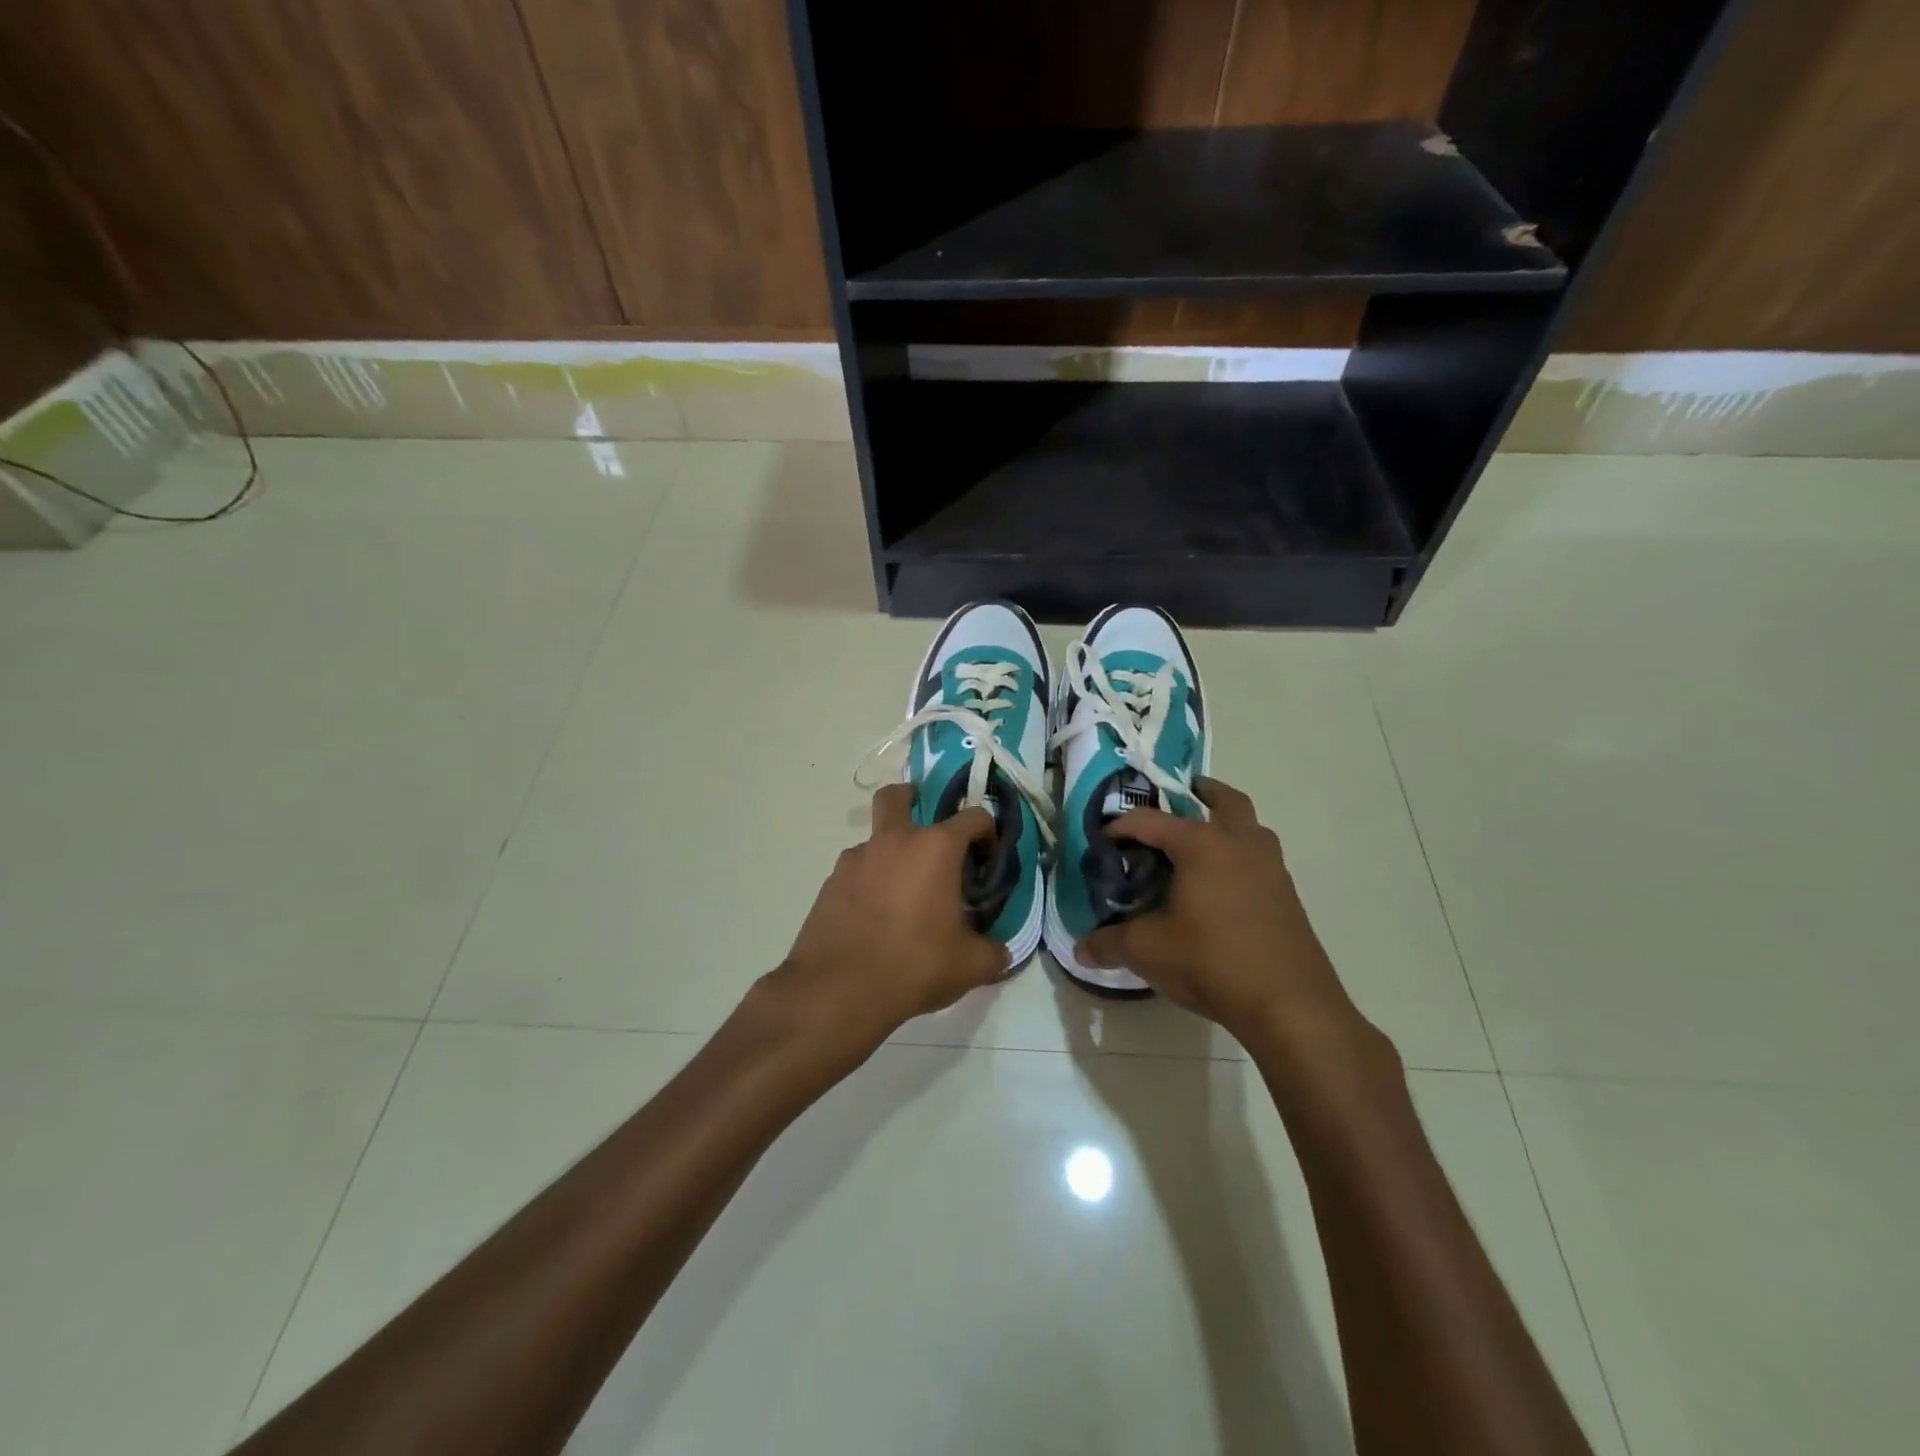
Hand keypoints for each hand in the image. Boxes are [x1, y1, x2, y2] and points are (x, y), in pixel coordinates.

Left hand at [757, 784, 1011, 1065]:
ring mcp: (855, 860)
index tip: (987, 858)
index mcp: (935, 849)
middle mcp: (893, 841)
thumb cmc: (914, 965)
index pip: (972, 817)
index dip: (987, 832)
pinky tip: (875, 917)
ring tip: (902, 895)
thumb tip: (1001, 952)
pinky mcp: (830, 883)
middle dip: (912, 799)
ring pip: (875, 840)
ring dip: (891, 853)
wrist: (838, 989)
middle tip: (926, 828)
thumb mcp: (969, 965)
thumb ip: (992, 952)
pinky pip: (856, 871)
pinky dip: (868, 883)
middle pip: (897, 796)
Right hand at [1075, 778, 1365, 1051]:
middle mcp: (1240, 843)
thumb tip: (1080, 950)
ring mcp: (1270, 868)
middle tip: (1180, 796)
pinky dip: (1240, 857)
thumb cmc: (1211, 962)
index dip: (1121, 826)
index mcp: (1202, 845)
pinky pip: (1260, 859)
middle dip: (1201, 792)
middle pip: (1224, 800)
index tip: (1103, 842)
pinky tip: (1222, 888)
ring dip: (1227, 824)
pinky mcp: (1287, 896)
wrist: (1289, 1004)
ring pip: (1250, 827)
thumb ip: (1110, 943)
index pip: (1150, 820)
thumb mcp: (1148, 951)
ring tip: (1201, 845)